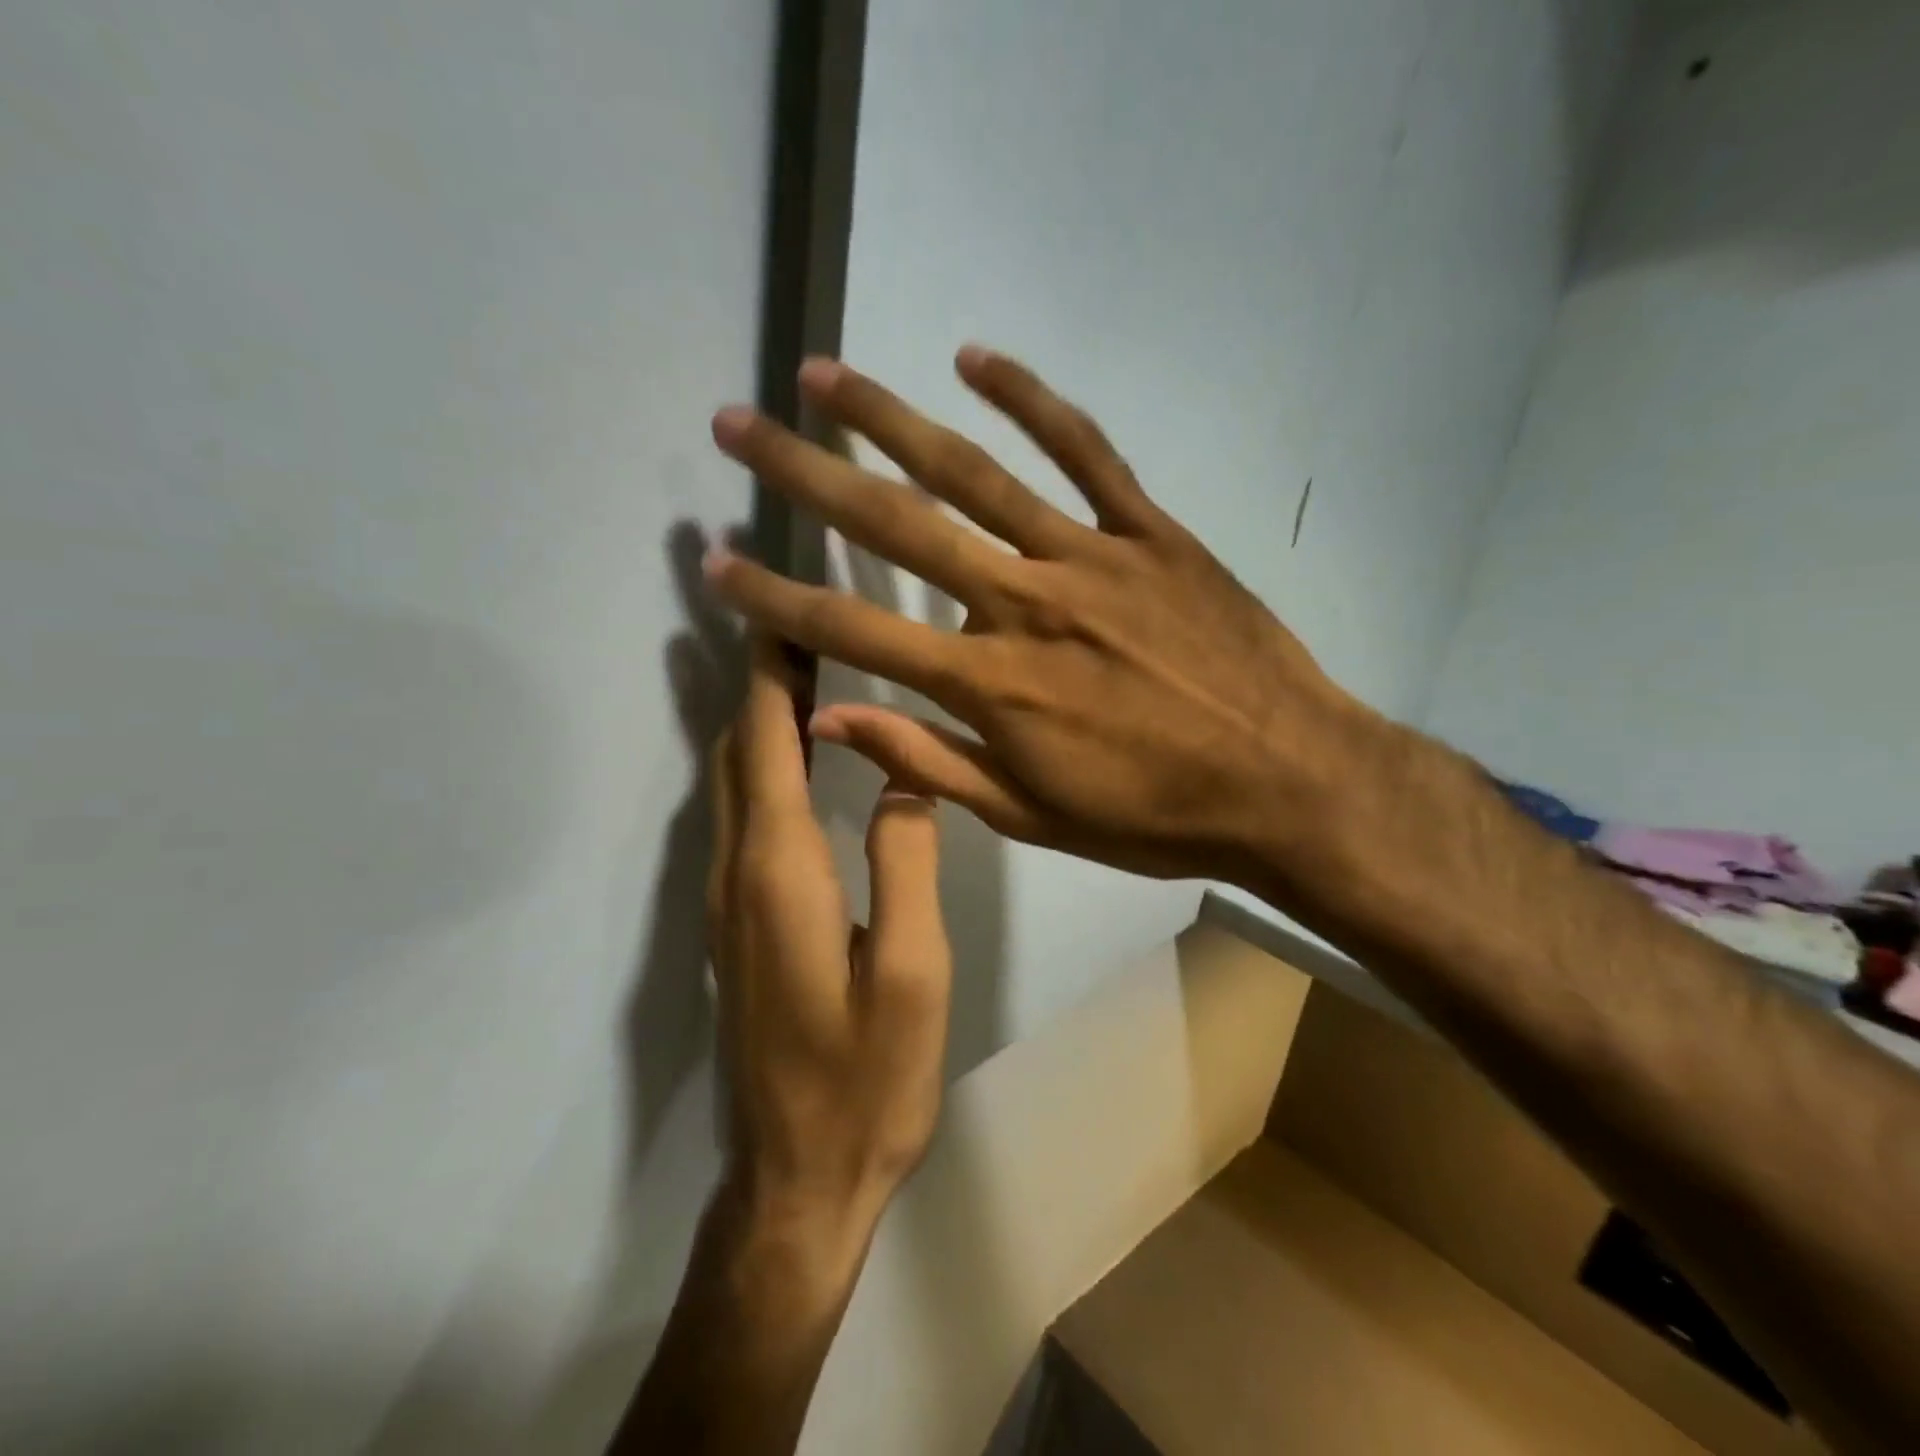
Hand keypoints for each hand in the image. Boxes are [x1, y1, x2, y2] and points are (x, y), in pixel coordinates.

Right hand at [704, 347, 1385, 893]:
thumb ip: (929, 762)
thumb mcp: (1032, 815)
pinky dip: (1030, 400)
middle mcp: (1024, 603)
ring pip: (975, 472)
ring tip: (824, 374)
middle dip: (806, 474)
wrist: (1288, 782)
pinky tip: (973, 358)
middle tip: (738, 424)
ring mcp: (1091, 556)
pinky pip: (1085, 451)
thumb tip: (831, 721)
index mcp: (991, 684)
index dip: (777, 597)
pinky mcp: (1151, 533)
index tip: (715, 559)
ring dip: (890, 418)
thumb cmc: (1154, 815)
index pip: (856, 632)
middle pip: (896, 527)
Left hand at [707, 634, 951, 1246]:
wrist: (795, 1179)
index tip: (778, 609)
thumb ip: (906, 864)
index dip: (770, 671)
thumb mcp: (913, 974)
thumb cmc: (864, 1081)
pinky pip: (742, 819)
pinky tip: (797, 760)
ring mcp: (727, 902)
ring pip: (734, 784)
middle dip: (760, 680)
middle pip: (739, 752)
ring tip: (801, 671)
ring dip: (758, 720)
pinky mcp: (735, 926)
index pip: (767, 743)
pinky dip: (762, 767)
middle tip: (796, 620)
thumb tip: (909, 779)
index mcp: (781, 872)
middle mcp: (739, 872)